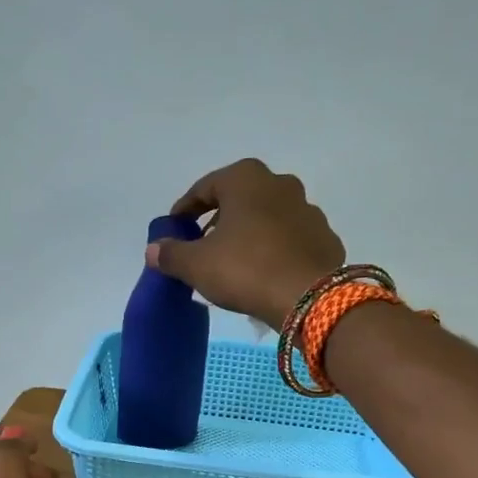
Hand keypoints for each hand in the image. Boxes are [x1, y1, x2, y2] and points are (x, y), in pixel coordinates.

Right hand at [148, 158, 346, 329]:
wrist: (309, 297)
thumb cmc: (245, 269)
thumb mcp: (196, 265)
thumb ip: (171, 254)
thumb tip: (153, 249)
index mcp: (245, 179)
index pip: (204, 188)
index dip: (185, 209)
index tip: (175, 229)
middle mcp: (280, 184)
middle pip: (239, 199)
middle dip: (220, 219)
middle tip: (204, 245)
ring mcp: (308, 210)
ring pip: (268, 218)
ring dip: (250, 234)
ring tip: (235, 262)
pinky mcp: (325, 238)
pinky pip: (290, 240)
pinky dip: (275, 251)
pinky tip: (265, 273)